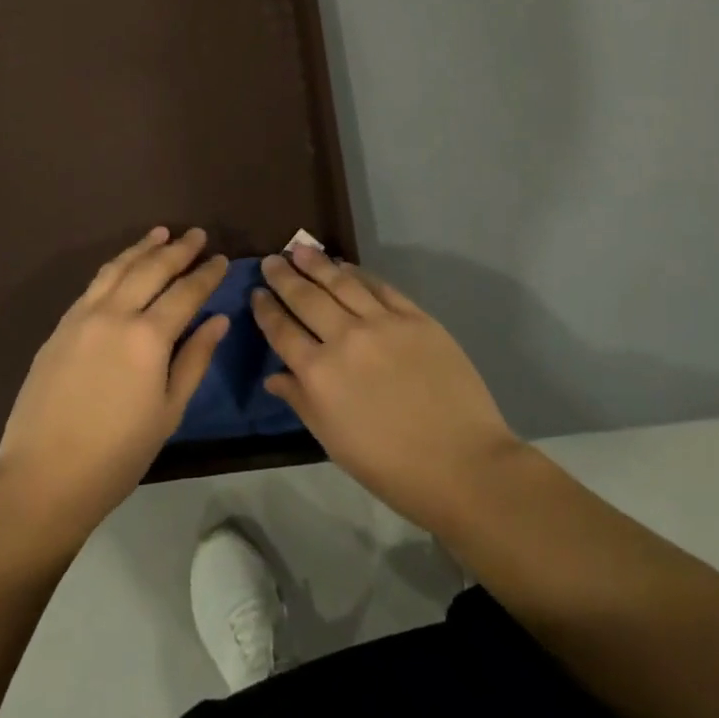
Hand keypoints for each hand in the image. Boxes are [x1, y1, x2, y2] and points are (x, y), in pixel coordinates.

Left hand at [0, 228, 228, 546]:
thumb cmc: (116, 455)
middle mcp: (116, 314)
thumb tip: (218, 320)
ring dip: (143, 248)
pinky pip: (94, 284)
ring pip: (118, 267)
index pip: (186, 292)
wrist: (42, 479)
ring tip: (161, 233)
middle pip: (152, 269)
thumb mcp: (168, 412)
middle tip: (197, 234)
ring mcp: (83, 316)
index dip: (207, 274)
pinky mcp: (60, 326)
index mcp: (148, 337)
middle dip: (178, 249)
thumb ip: (195, 359)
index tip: (222, 258)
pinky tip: (123, 265)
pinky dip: (115, 266)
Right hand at [252, 245, 524, 533]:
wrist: (462, 463)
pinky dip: (359, 273)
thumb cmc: (391, 466)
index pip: (282, 331)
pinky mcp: (414, 316)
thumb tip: (274, 375)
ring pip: (341, 282)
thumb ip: (301, 401)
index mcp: (319, 374)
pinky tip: (347, 265)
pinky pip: (379, 286)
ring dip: (317, 264)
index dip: (266, 310)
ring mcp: (382, 322)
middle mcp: (345, 338)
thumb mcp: (333, 441)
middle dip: (284, 277)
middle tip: (272, 261)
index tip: (257, 293)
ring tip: (301, 250)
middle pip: (306, 298)